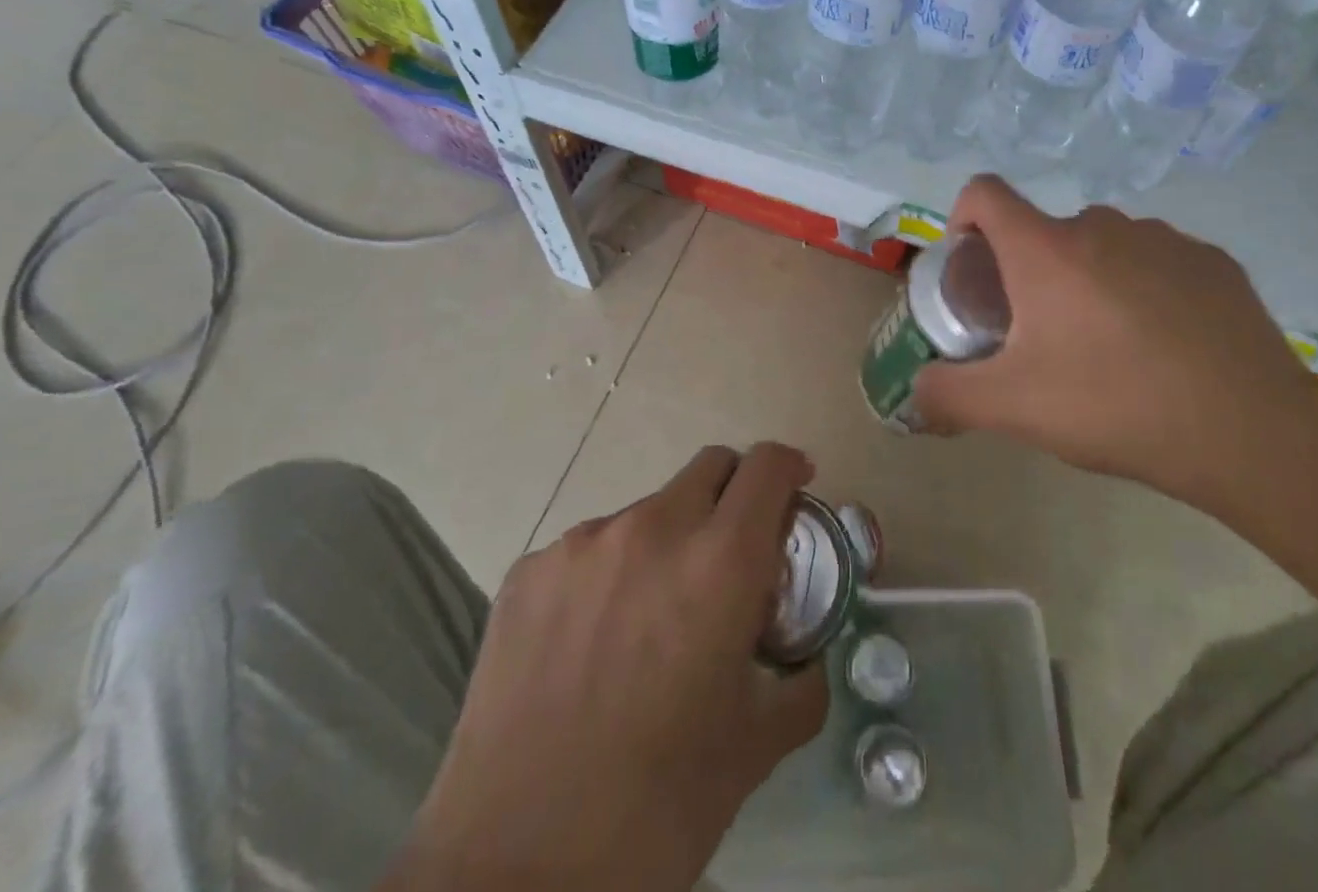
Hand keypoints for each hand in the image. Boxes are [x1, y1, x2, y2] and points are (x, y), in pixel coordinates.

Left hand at [387, 444, 827, 891]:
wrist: (513, 872)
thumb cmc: (657, 808)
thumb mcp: (755, 745)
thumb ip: (799, 682)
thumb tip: (804, 656)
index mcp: (720, 562)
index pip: (766, 466)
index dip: (788, 468)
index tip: (796, 490)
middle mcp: (653, 528)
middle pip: (709, 467)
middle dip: (734, 495)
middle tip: (732, 555)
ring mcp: (582, 544)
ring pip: (648, 511)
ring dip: (668, 542)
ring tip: (650, 621)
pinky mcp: (528, 571)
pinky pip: (589, 550)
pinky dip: (609, 575)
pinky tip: (592, 646)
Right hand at [911, 176, 1317, 523]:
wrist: (1251, 433)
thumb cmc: (1116, 406)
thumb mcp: (1014, 409)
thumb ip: (948, 396)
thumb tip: (912, 394)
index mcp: (1046, 250)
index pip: (985, 192)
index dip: (964, 216)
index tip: (973, 265)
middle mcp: (1102, 225)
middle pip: (1044, 230)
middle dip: (1031, 271)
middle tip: (1042, 333)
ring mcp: (1164, 238)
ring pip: (1103, 245)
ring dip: (1089, 278)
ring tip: (1108, 343)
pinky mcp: (1213, 260)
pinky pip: (1157, 260)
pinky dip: (1144, 286)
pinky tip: (1166, 343)